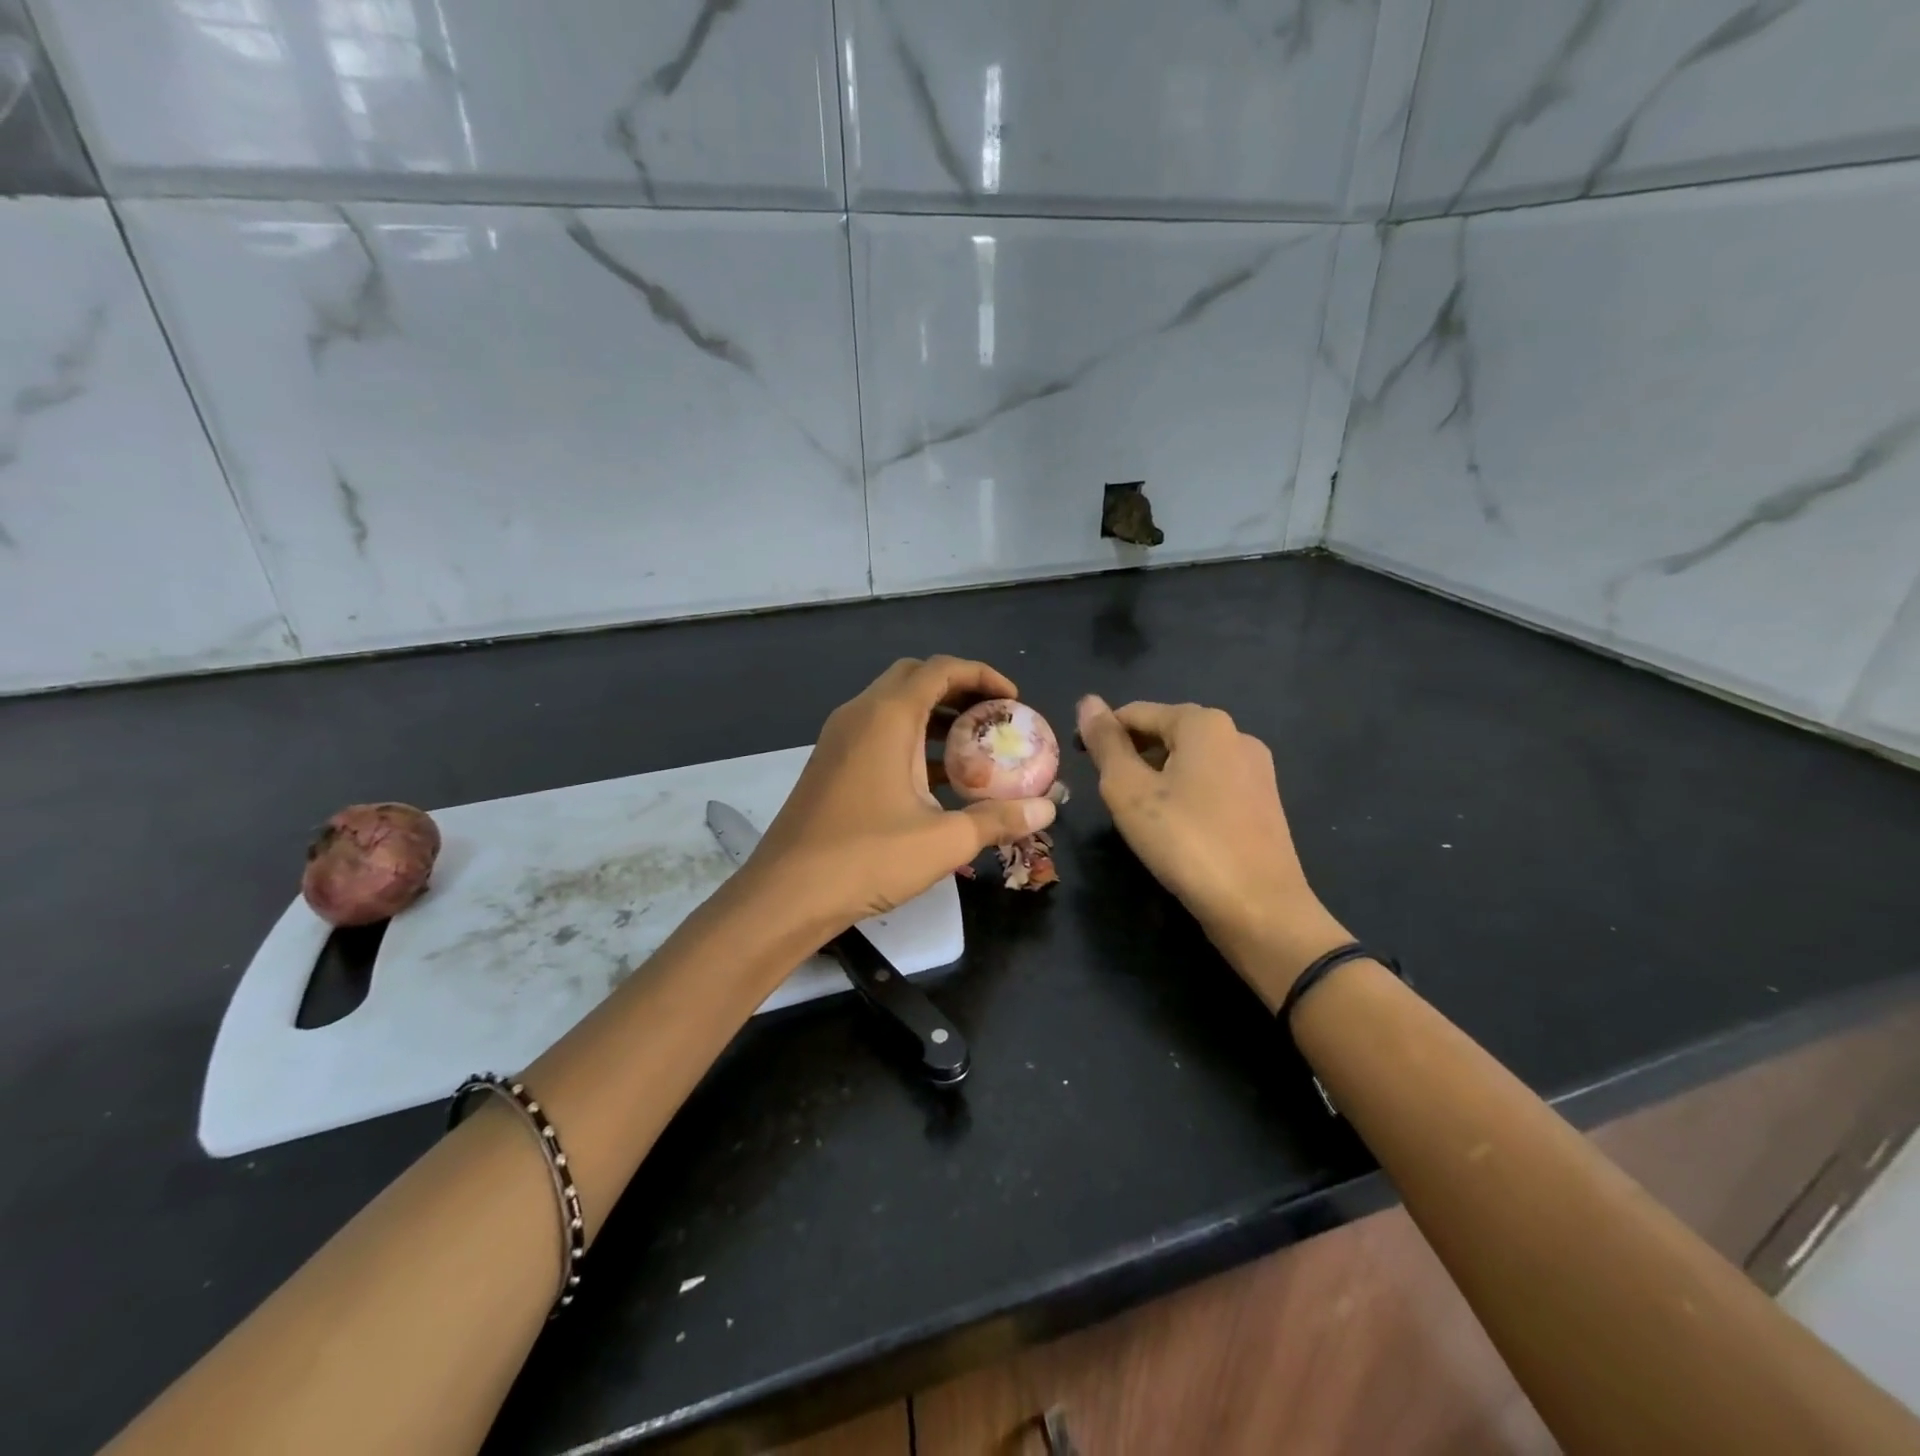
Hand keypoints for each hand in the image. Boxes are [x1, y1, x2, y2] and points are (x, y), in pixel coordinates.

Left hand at [748, 657, 1057, 929]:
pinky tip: (936, 780)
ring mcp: (839, 739)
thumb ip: (999, 818)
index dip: (982, 675)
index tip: (1014, 701)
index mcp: (887, 716)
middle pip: (915, 678)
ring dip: (934, 717)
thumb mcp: (943, 840)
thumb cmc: (866, 858)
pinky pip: (878, 733)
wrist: (785, 894)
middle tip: (993, 718)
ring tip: (974, 748)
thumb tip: (1049, 809)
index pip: (940, 668)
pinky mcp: (831, 764)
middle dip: (959, 690)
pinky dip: (911, 740)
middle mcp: (860, 715)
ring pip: (894, 706)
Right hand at [1076, 696, 1350, 1008]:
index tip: (1082, 766)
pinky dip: (1185, 794)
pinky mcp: (1264, 801)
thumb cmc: (1185, 842)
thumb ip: (1105, 743)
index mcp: (1204, 723)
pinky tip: (1176, 828)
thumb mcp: (1129, 790)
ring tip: (1140, 816)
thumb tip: (1087, 701)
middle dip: (1132, 756)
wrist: (1259, 908)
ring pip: (1189, 760)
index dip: (1102, 735)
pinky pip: (1212, 783)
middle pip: (1165, 732)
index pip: (1135, 713)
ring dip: (1157, 777)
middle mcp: (1236, 734)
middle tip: (1111, 797)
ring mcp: (1256, 769)